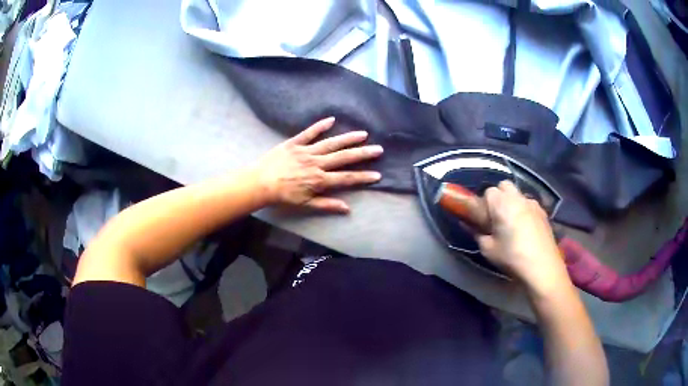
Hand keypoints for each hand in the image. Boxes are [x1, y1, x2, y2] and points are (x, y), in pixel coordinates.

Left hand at [255, 117, 382, 212]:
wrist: (260, 183)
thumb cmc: (283, 196)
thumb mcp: (304, 204)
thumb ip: (326, 205)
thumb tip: (347, 208)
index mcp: (319, 180)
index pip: (346, 178)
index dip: (363, 177)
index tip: (377, 175)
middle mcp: (316, 163)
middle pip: (343, 158)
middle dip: (362, 154)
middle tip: (378, 149)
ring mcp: (306, 151)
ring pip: (331, 144)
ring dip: (348, 138)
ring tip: (363, 134)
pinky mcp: (295, 143)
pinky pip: (309, 133)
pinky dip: (320, 126)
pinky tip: (331, 120)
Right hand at [477, 181, 568, 291]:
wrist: (542, 266)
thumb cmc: (512, 257)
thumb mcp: (488, 249)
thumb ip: (478, 234)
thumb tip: (472, 227)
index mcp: (502, 203)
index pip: (488, 192)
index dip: (485, 204)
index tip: (484, 220)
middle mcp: (518, 197)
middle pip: (504, 186)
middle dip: (499, 197)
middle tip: (497, 217)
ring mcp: (533, 203)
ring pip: (518, 195)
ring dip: (512, 203)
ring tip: (513, 224)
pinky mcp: (543, 212)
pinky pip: (529, 205)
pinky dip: (524, 211)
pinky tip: (526, 229)